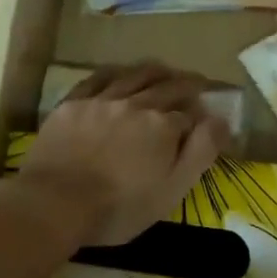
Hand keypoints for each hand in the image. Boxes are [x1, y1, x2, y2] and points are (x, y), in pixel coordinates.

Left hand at [13, 63, 229, 244]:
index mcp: (163, 126)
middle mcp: (136, 104)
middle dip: (185, 84)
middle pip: (166, 87)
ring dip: (154, 71)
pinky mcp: (73, 103)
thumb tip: (221, 120)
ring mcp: (102, 100)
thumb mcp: (172, 190)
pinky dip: (115, 73)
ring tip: (164, 70)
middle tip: (196, 82)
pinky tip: (119, 73)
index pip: (189, 114)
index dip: (200, 116)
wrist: (55, 202)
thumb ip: (200, 152)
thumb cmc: (119, 207)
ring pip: (134, 75)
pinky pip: (98, 78)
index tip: (205, 118)